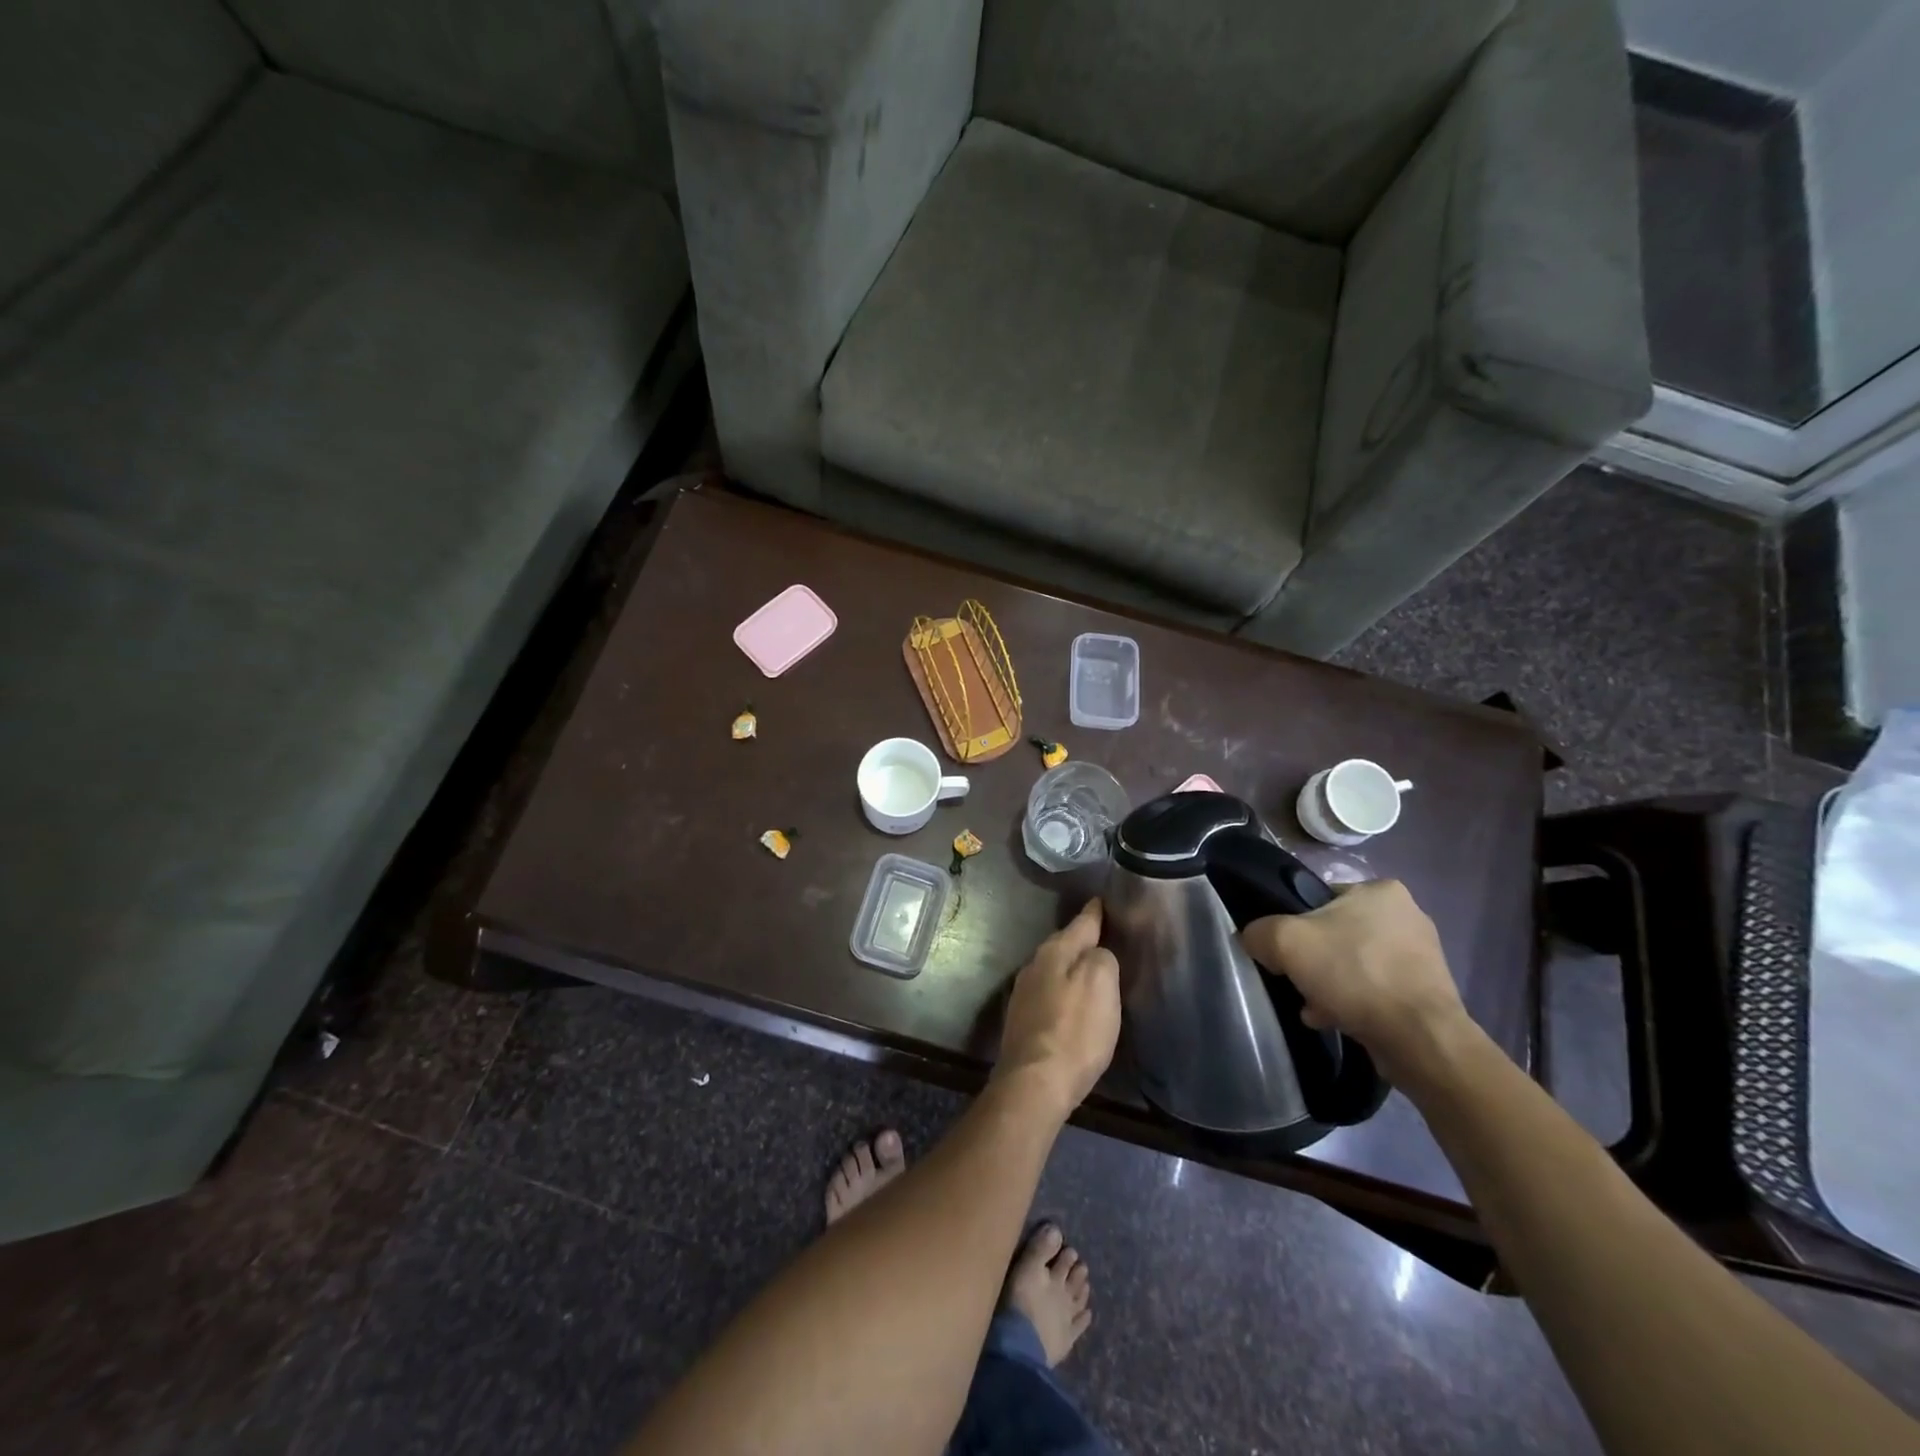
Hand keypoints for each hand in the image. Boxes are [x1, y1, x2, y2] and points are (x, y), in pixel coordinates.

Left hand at [995, 900, 1121, 1115]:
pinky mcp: (1022, 1020)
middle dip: (1082, 940)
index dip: (1095, 912)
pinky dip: (1062, 991)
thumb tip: (1097, 954)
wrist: (1034, 1083)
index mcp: (1054, 952)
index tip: (1102, 900)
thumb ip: (1103, 959)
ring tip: (1091, 968)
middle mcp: (1034, 965)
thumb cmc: (1074, 1031)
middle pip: (1064, 945)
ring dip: (1071, 967)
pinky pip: (1048, 993)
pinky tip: (1071, 1002)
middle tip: (1103, 936)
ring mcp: (1024, 993)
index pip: (1081, 923)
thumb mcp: (1101, 985)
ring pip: (1054, 969)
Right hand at [1241, 879, 1471, 1082]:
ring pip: (1355, 964)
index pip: (1321, 899)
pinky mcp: (1428, 992)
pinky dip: (1354, 1003)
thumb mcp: (1285, 941)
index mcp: (1381, 890)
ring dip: (1331, 984)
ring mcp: (1422, 956)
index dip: (1295, 925)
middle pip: (1336, 933)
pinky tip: (1336, 1020)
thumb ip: (1259, 932)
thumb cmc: (1354, 974)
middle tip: (1298, 982)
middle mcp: (1408, 915)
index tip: (1286, 952)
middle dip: (1314, 961)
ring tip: (1314, 1008)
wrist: (1419, 1039)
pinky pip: (1376, 990)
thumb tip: (1255, 940)